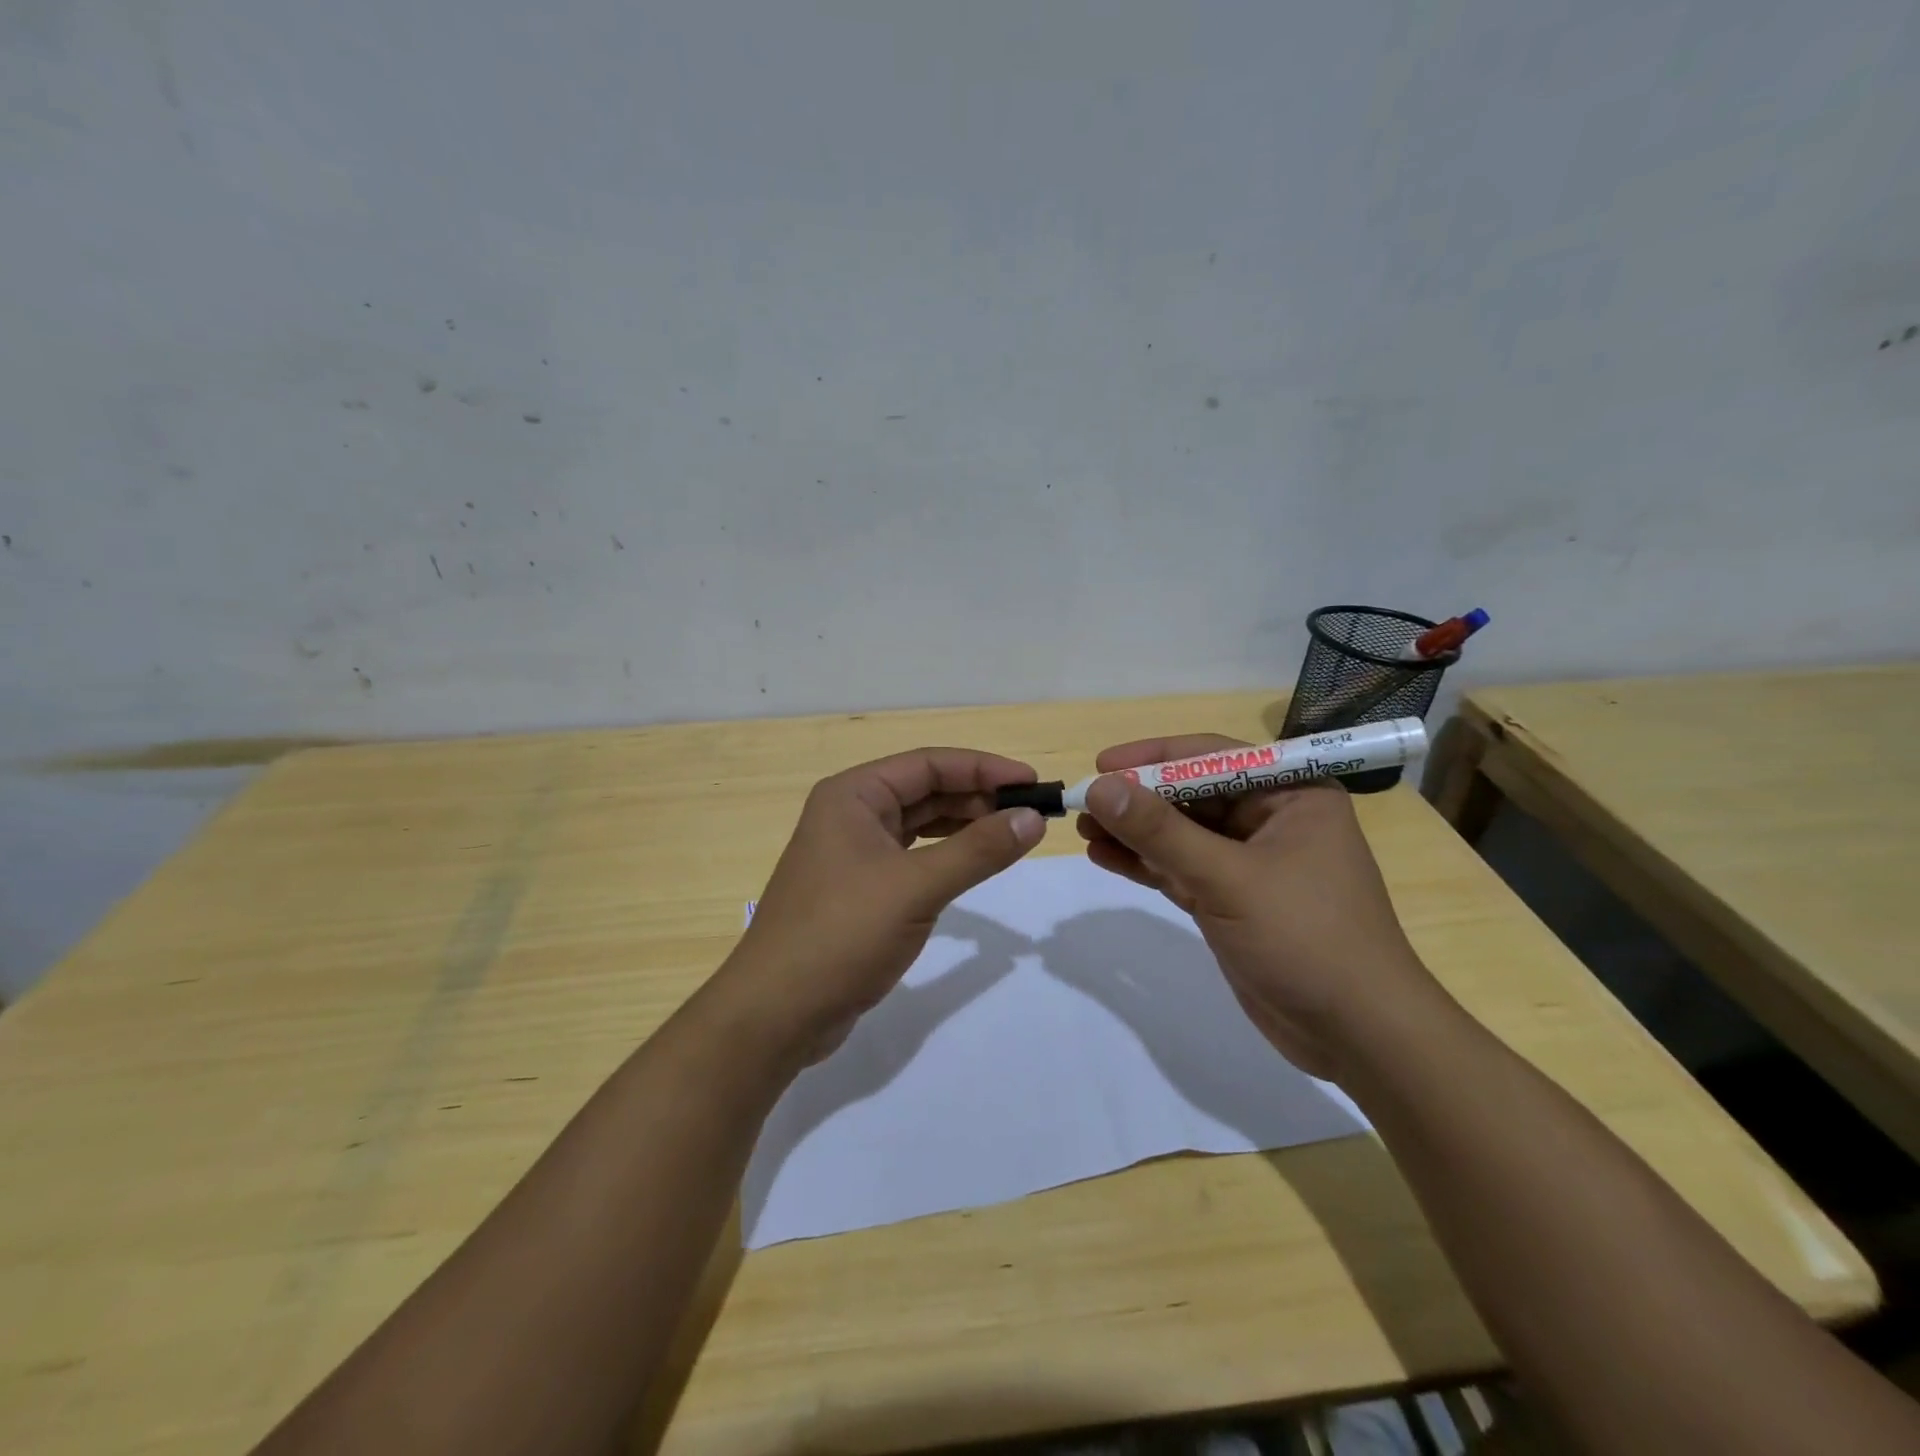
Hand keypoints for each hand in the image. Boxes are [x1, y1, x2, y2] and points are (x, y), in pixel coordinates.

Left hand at [718, 747, 1046, 1064]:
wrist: (777, 1012)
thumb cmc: (842, 935)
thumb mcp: (916, 888)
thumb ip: (978, 850)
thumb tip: (1033, 818)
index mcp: (854, 795)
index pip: (929, 764)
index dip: (984, 768)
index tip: (1033, 783)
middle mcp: (851, 814)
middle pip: (925, 790)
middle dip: (978, 798)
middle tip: (1030, 814)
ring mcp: (853, 853)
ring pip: (920, 825)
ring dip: (965, 827)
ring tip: (1012, 835)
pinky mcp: (860, 889)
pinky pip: (913, 858)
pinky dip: (946, 857)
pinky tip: (974, 864)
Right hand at [1076, 734, 1441, 1080]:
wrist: (1358, 1036)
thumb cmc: (1306, 938)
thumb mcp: (1228, 879)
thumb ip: (1160, 832)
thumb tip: (1099, 787)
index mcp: (1292, 794)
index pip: (1212, 757)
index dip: (1154, 757)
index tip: (1102, 765)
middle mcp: (1271, 819)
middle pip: (1192, 795)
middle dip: (1139, 799)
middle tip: (1083, 802)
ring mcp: (1250, 863)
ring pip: (1181, 834)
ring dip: (1135, 832)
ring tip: (1083, 829)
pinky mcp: (1232, 900)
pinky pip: (1181, 869)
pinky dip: (1145, 864)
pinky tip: (1104, 857)